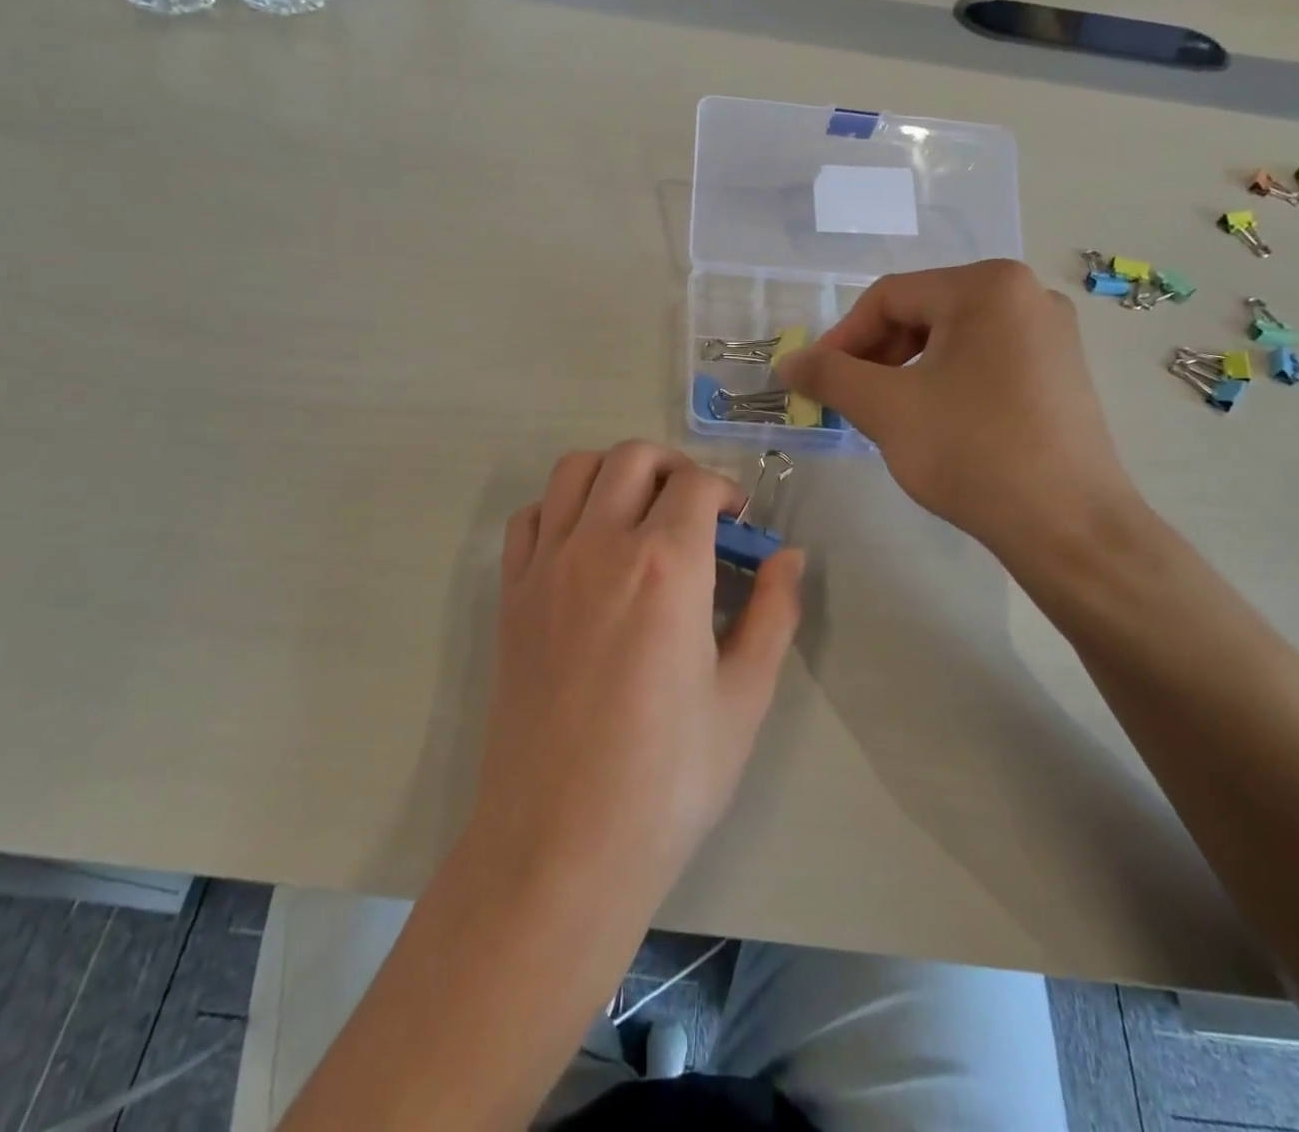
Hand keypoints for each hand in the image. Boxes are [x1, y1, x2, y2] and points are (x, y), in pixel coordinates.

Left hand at [473, 443, 803, 906]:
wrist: (561, 842)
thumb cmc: (668, 777)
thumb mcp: (745, 697)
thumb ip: (774, 613)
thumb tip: (788, 557)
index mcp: (666, 566)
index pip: (696, 483)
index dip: (726, 491)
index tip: (739, 523)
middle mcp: (600, 545)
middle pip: (633, 457)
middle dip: (674, 467)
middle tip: (696, 510)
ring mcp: (546, 566)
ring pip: (575, 470)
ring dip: (615, 473)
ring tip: (640, 515)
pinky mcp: (510, 594)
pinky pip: (531, 517)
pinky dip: (562, 508)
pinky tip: (585, 547)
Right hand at [775, 260, 1139, 555]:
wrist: (1068, 525)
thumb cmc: (972, 452)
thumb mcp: (886, 409)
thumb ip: (829, 375)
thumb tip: (788, 361)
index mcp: (987, 286)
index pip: (889, 297)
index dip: (841, 338)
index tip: (815, 381)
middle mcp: (1026, 294)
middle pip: (923, 312)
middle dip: (875, 356)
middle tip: (849, 400)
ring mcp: (1051, 333)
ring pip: (952, 338)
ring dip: (906, 371)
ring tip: (886, 415)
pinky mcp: (1061, 371)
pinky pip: (984, 359)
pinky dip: (945, 381)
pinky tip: (934, 422)